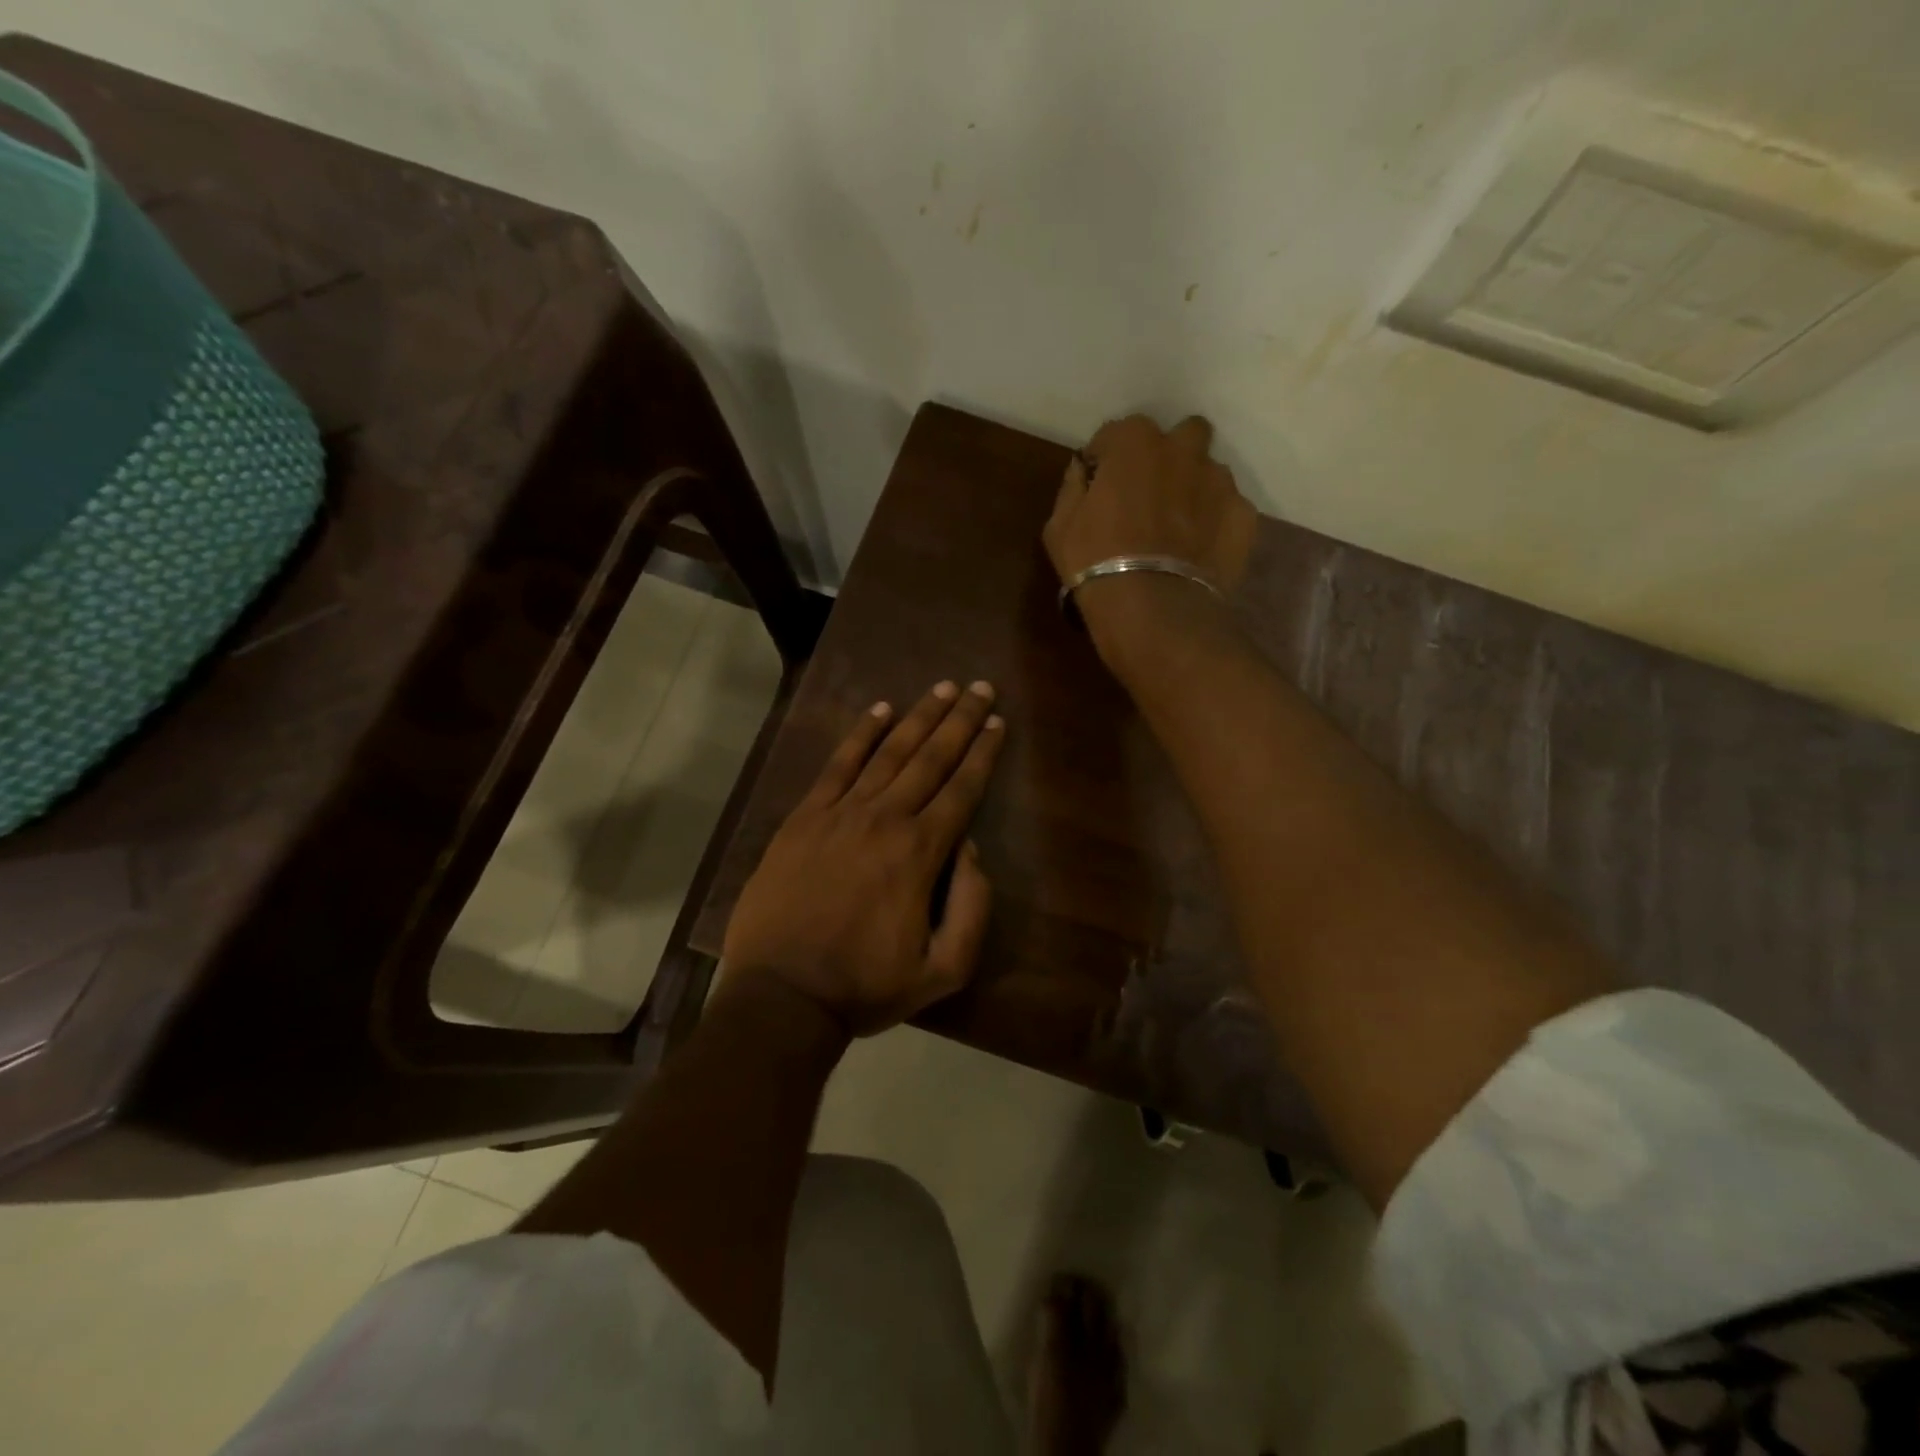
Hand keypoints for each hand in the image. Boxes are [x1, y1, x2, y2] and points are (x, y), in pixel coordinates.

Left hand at [721, 681, 1005, 1036]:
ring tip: (942, 688)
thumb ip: (972, 908)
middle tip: (981, 688)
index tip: (998, 722)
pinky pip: (837, 765)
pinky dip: (860, 735)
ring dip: (919, 717)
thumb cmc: (865, 987)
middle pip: (930, 759)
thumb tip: (970, 850)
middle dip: (960, 721)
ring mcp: (840, 813)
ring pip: (888, 752)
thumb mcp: (943, 970)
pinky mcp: (804, 818)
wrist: (782, 995)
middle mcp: (884, 819)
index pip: (962, 789)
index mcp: (920, 853)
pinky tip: (880, 712)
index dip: (983, 753)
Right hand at [1043, 414, 1257, 638]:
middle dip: (1167, 457)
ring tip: (1178, 529)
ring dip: (1193, 489)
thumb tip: (1082, 470)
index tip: (1099, 488)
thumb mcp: (1059, 526)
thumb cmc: (1095, 562)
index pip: (1116, 434)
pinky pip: (1227, 510)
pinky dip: (1214, 523)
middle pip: (1180, 436)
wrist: (1152, 609)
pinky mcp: (1243, 515)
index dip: (1105, 461)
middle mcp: (1183, 448)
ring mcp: (1219, 481)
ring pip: (1208, 472)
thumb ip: (1073, 487)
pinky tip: (1197, 552)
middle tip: (1149, 496)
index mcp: (1134, 442)